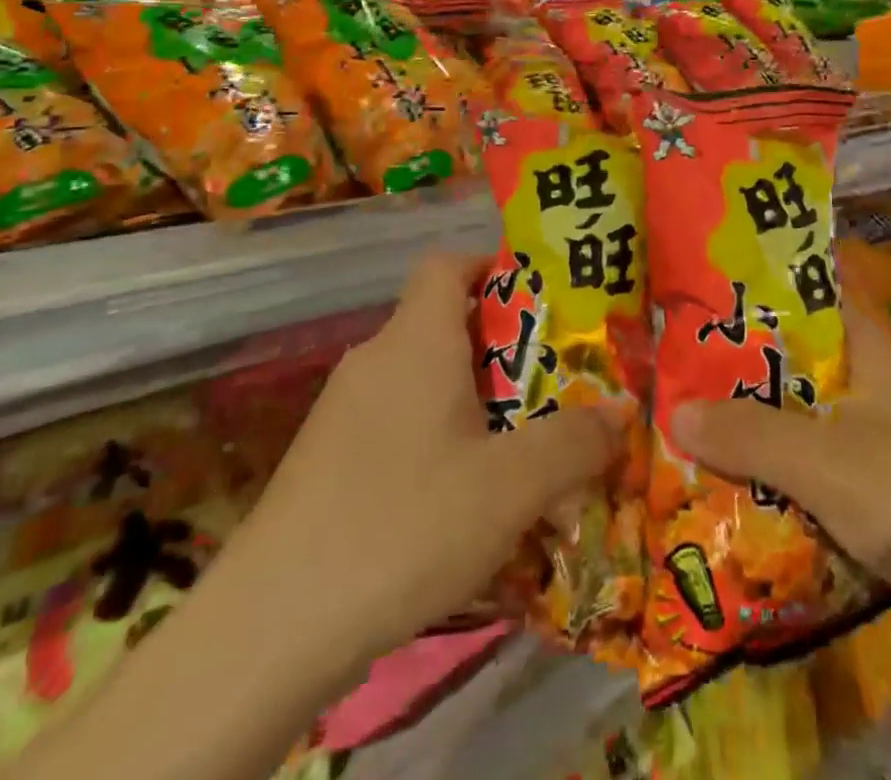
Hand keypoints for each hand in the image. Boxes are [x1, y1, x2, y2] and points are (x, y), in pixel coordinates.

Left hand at [246, 251, 620, 655]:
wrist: (270, 627)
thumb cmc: (405, 523)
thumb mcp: (511, 486)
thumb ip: (574, 442)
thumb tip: (619, 414)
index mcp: (417, 339)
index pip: (448, 264)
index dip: (492, 267)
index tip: (539, 302)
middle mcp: (376, 358)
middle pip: (443, 325)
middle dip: (502, 351)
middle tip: (551, 389)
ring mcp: (342, 410)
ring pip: (423, 382)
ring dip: (471, 405)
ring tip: (515, 454)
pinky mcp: (323, 460)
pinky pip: (396, 425)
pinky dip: (434, 442)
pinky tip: (457, 505)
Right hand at [672, 304, 890, 577]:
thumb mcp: (827, 462)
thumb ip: (751, 434)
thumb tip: (675, 408)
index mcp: (870, 351)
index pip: (802, 301)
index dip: (749, 300)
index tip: (693, 309)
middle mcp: (881, 385)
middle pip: (798, 367)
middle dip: (741, 378)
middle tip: (675, 383)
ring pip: (810, 423)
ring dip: (762, 434)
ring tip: (694, 438)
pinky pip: (830, 473)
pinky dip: (792, 480)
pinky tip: (749, 498)